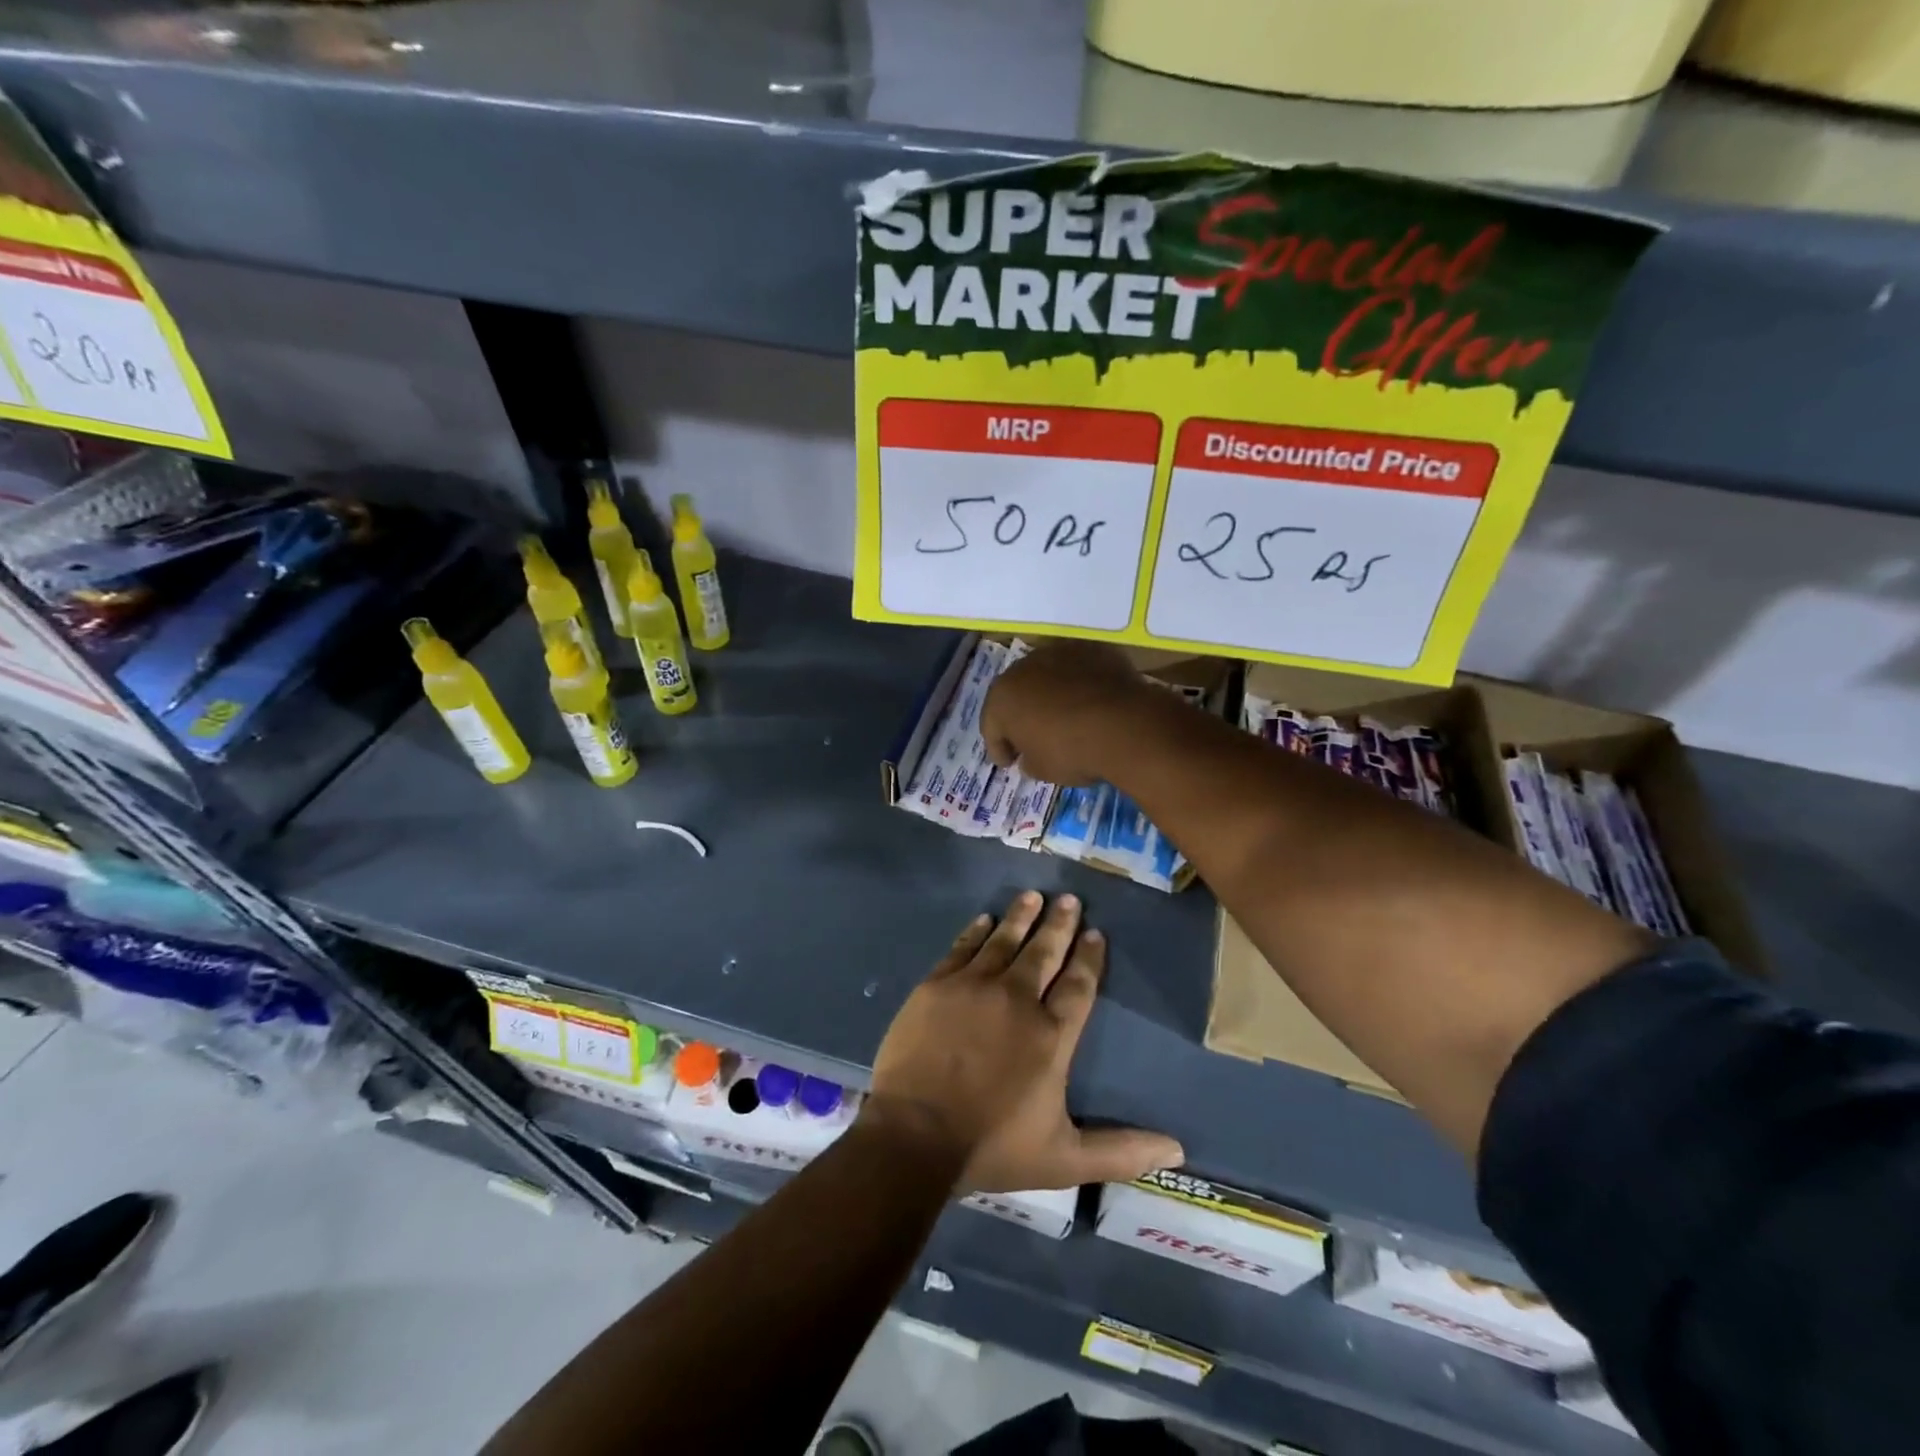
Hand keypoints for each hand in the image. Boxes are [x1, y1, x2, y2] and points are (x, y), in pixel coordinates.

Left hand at [866, 892, 1183, 1193]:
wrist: (915, 1135)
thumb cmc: (992, 1146)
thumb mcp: (1064, 1159)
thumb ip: (1119, 1150)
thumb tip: (1178, 1150)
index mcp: (1051, 1035)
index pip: (1079, 986)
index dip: (1089, 958)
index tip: (1096, 933)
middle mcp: (1017, 999)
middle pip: (1044, 953)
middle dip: (1059, 924)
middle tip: (1069, 899)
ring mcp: (974, 987)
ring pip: (1004, 941)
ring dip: (1020, 917)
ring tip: (1033, 896)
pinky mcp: (937, 985)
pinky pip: (962, 948)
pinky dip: (975, 932)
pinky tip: (984, 919)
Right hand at [981, 640, 1159, 786]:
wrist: (1123, 725)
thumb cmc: (1070, 751)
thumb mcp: (1042, 770)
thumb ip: (1028, 760)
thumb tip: (1029, 756)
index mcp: (1002, 697)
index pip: (991, 726)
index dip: (999, 748)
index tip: (1009, 763)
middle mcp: (1024, 667)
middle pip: (1016, 694)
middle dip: (1021, 716)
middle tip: (1031, 738)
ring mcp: (1059, 653)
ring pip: (1047, 677)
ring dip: (1049, 695)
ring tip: (1063, 717)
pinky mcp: (1092, 650)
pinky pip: (1078, 671)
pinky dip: (1079, 685)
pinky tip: (1090, 703)